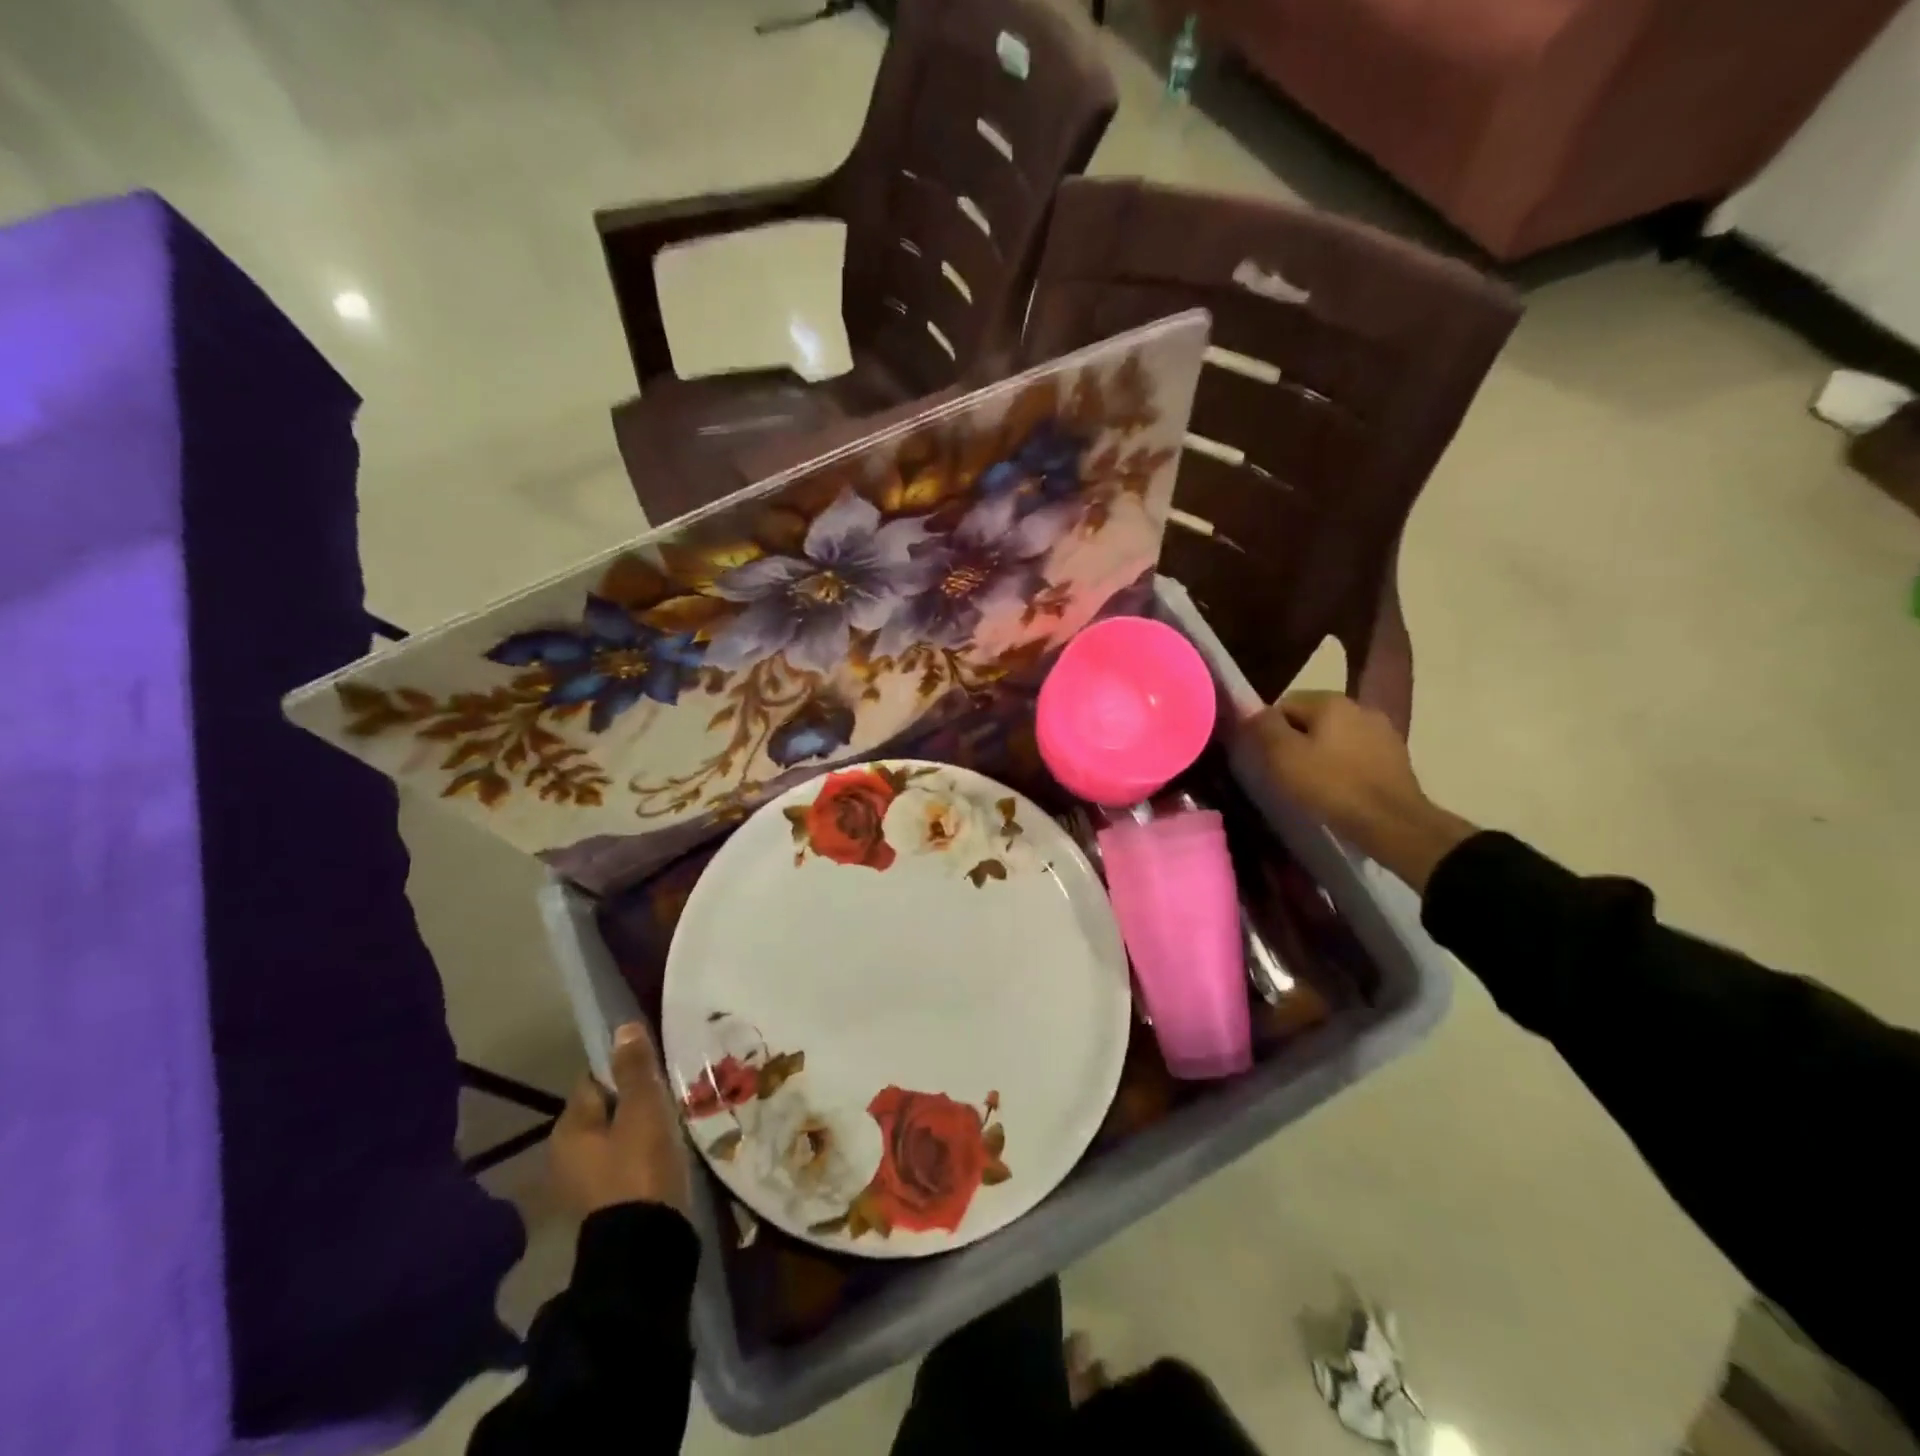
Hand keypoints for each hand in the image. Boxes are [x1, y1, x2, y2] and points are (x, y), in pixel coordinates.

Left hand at [549, 1020, 691, 1219]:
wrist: (644, 1248)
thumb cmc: (639, 1168)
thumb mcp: (642, 1110)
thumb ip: (633, 1069)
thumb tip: (623, 1028)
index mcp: (568, 1128)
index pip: (594, 1080)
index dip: (623, 1067)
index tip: (655, 1066)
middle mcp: (566, 1153)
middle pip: (605, 1108)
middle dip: (635, 1098)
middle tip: (670, 1090)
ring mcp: (584, 1181)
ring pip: (616, 1135)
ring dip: (641, 1125)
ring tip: (674, 1117)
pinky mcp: (606, 1201)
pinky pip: (624, 1159)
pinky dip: (642, 1150)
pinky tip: (667, 1149)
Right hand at [1242, 691, 1476, 891]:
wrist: (1393, 824)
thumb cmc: (1332, 786)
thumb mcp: (1283, 756)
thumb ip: (1264, 726)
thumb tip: (1253, 711)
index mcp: (1331, 701)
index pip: (1284, 704)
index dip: (1269, 730)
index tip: (1266, 758)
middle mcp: (1360, 706)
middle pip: (1311, 719)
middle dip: (1296, 741)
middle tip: (1285, 773)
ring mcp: (1383, 731)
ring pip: (1335, 737)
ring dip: (1321, 753)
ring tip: (1312, 784)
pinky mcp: (1396, 757)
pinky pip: (1356, 755)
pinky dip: (1343, 767)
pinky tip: (1339, 790)